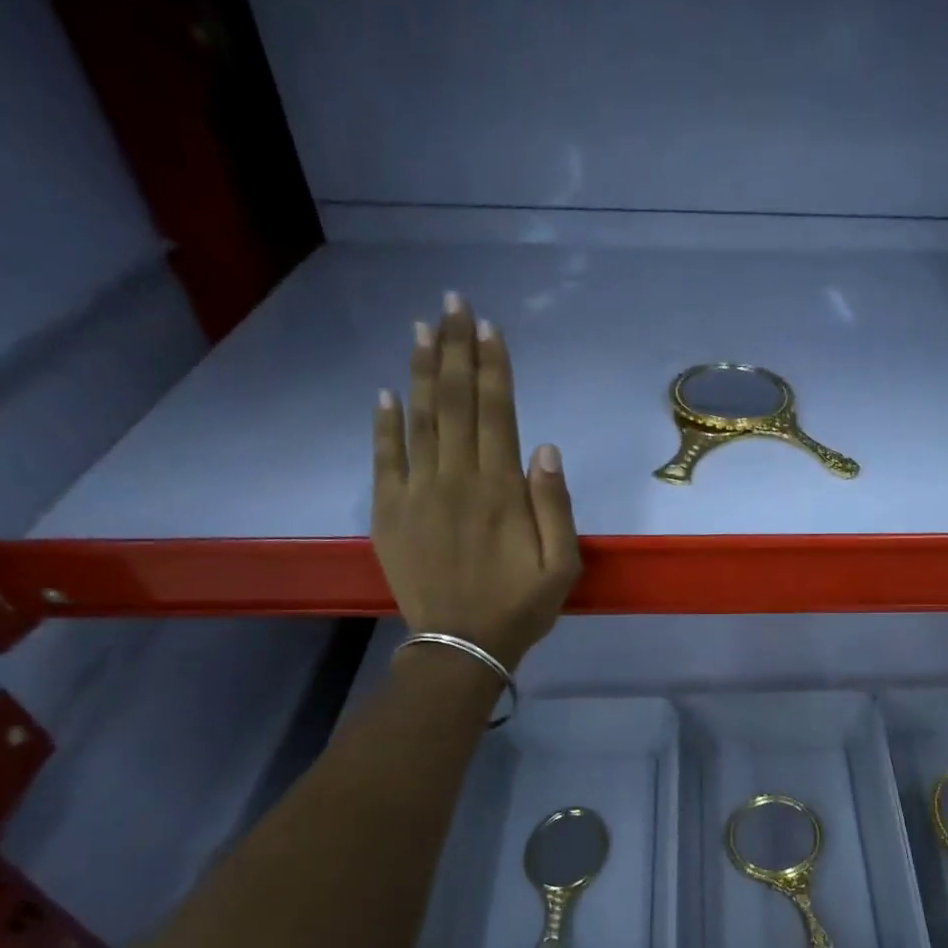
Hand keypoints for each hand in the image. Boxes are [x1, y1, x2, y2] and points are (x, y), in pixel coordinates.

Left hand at [372, 294, 579, 666]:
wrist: (462, 645)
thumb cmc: (521, 606)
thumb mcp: (562, 565)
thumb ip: (555, 506)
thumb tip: (546, 448)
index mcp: (500, 490)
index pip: (496, 413)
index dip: (493, 368)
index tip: (489, 328)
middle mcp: (456, 479)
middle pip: (455, 402)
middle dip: (456, 350)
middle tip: (453, 303)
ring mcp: (417, 492)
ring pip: (419, 418)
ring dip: (422, 371)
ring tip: (423, 328)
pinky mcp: (390, 511)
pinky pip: (384, 457)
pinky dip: (384, 422)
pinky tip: (386, 391)